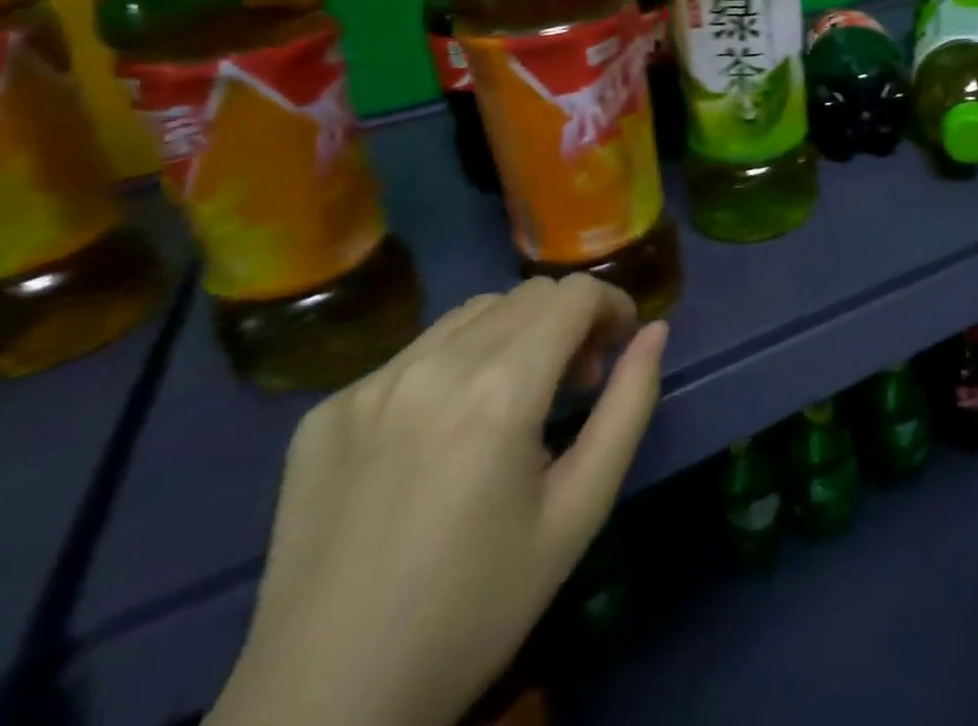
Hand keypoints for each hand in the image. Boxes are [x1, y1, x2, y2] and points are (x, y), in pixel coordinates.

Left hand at [209, 275, 668, 725]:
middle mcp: (432, 367)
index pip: (575, 294)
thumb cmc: (476, 608)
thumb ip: (629, 406)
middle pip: (528, 295)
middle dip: (569, 322)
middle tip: (573, 386)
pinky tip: (444, 433)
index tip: (617, 352)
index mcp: (500, 390)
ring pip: (472, 314)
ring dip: (513, 335)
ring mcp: (369, 387)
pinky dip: (453, 366)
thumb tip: (655, 332)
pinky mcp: (326, 413)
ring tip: (512, 401)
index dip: (613, 306)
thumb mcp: (580, 510)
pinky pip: (414, 353)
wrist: (322, 709)